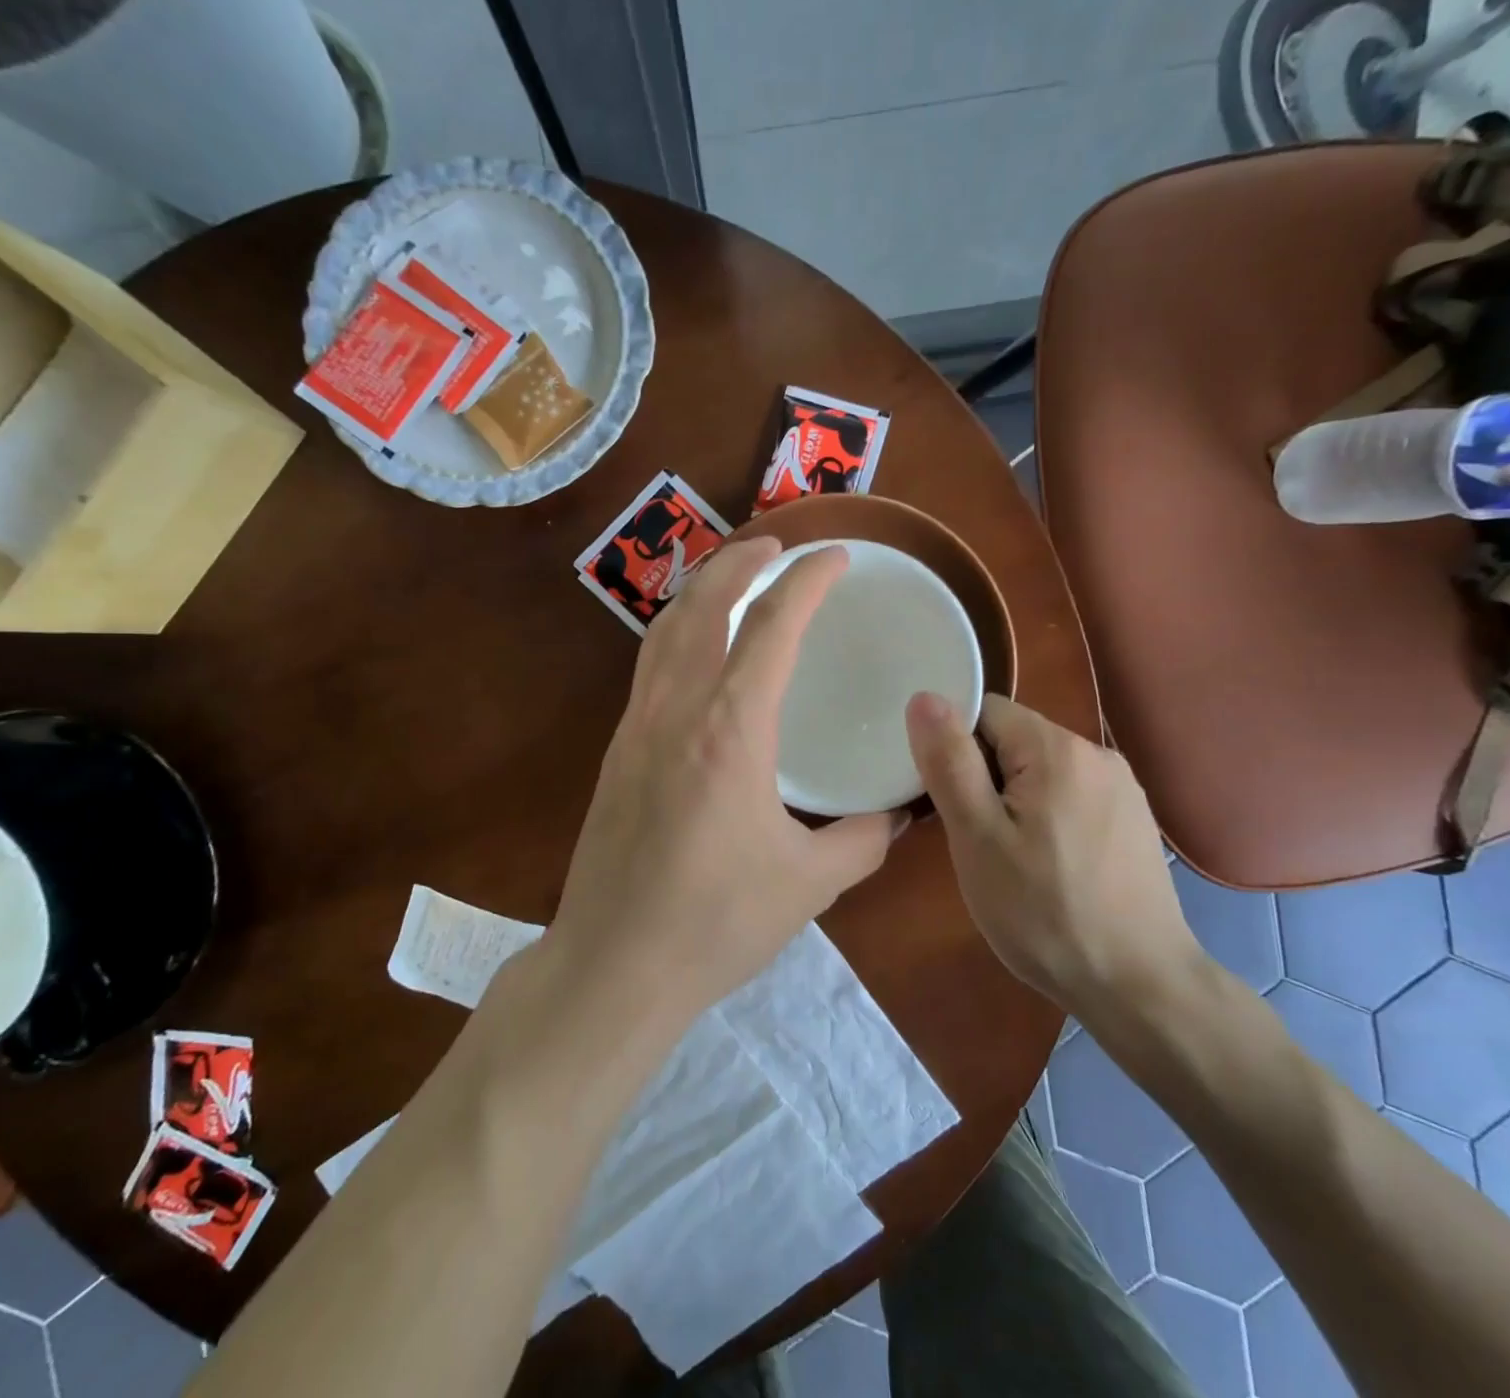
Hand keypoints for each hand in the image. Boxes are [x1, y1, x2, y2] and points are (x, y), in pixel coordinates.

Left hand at [551, 538, 902, 1022]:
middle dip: (741, 562)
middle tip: (776, 544)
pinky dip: (677, 633)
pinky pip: (649, 666)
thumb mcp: (810, 883)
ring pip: (664, 630)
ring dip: (701, 591)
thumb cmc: (716, 924)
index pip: (771, 626)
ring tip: (733, 578)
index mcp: (730, 730)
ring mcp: (637, 727)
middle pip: (702, 605)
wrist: (614, 966)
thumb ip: (863, 839)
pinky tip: (698, 651)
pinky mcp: (617, 751)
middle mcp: (676, 710)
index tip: (834, 558)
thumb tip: (894, 815)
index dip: (807, 581)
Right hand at [904, 692, 1199, 1019]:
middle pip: (1014, 740)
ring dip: (1013, 800)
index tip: (948, 801)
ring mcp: (1122, 788)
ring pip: (1041, 771)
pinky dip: (1047, 817)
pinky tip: (1048, 867)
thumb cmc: (1043, 911)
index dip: (954, 748)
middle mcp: (1096, 753)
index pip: (985, 712)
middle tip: (975, 839)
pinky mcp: (1133, 820)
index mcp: (1057, 748)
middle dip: (984, 778)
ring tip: (1009, 858)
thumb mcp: (977, 837)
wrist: (1138, 986)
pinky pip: (1071, 796)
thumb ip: (949, 762)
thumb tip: (924, 697)